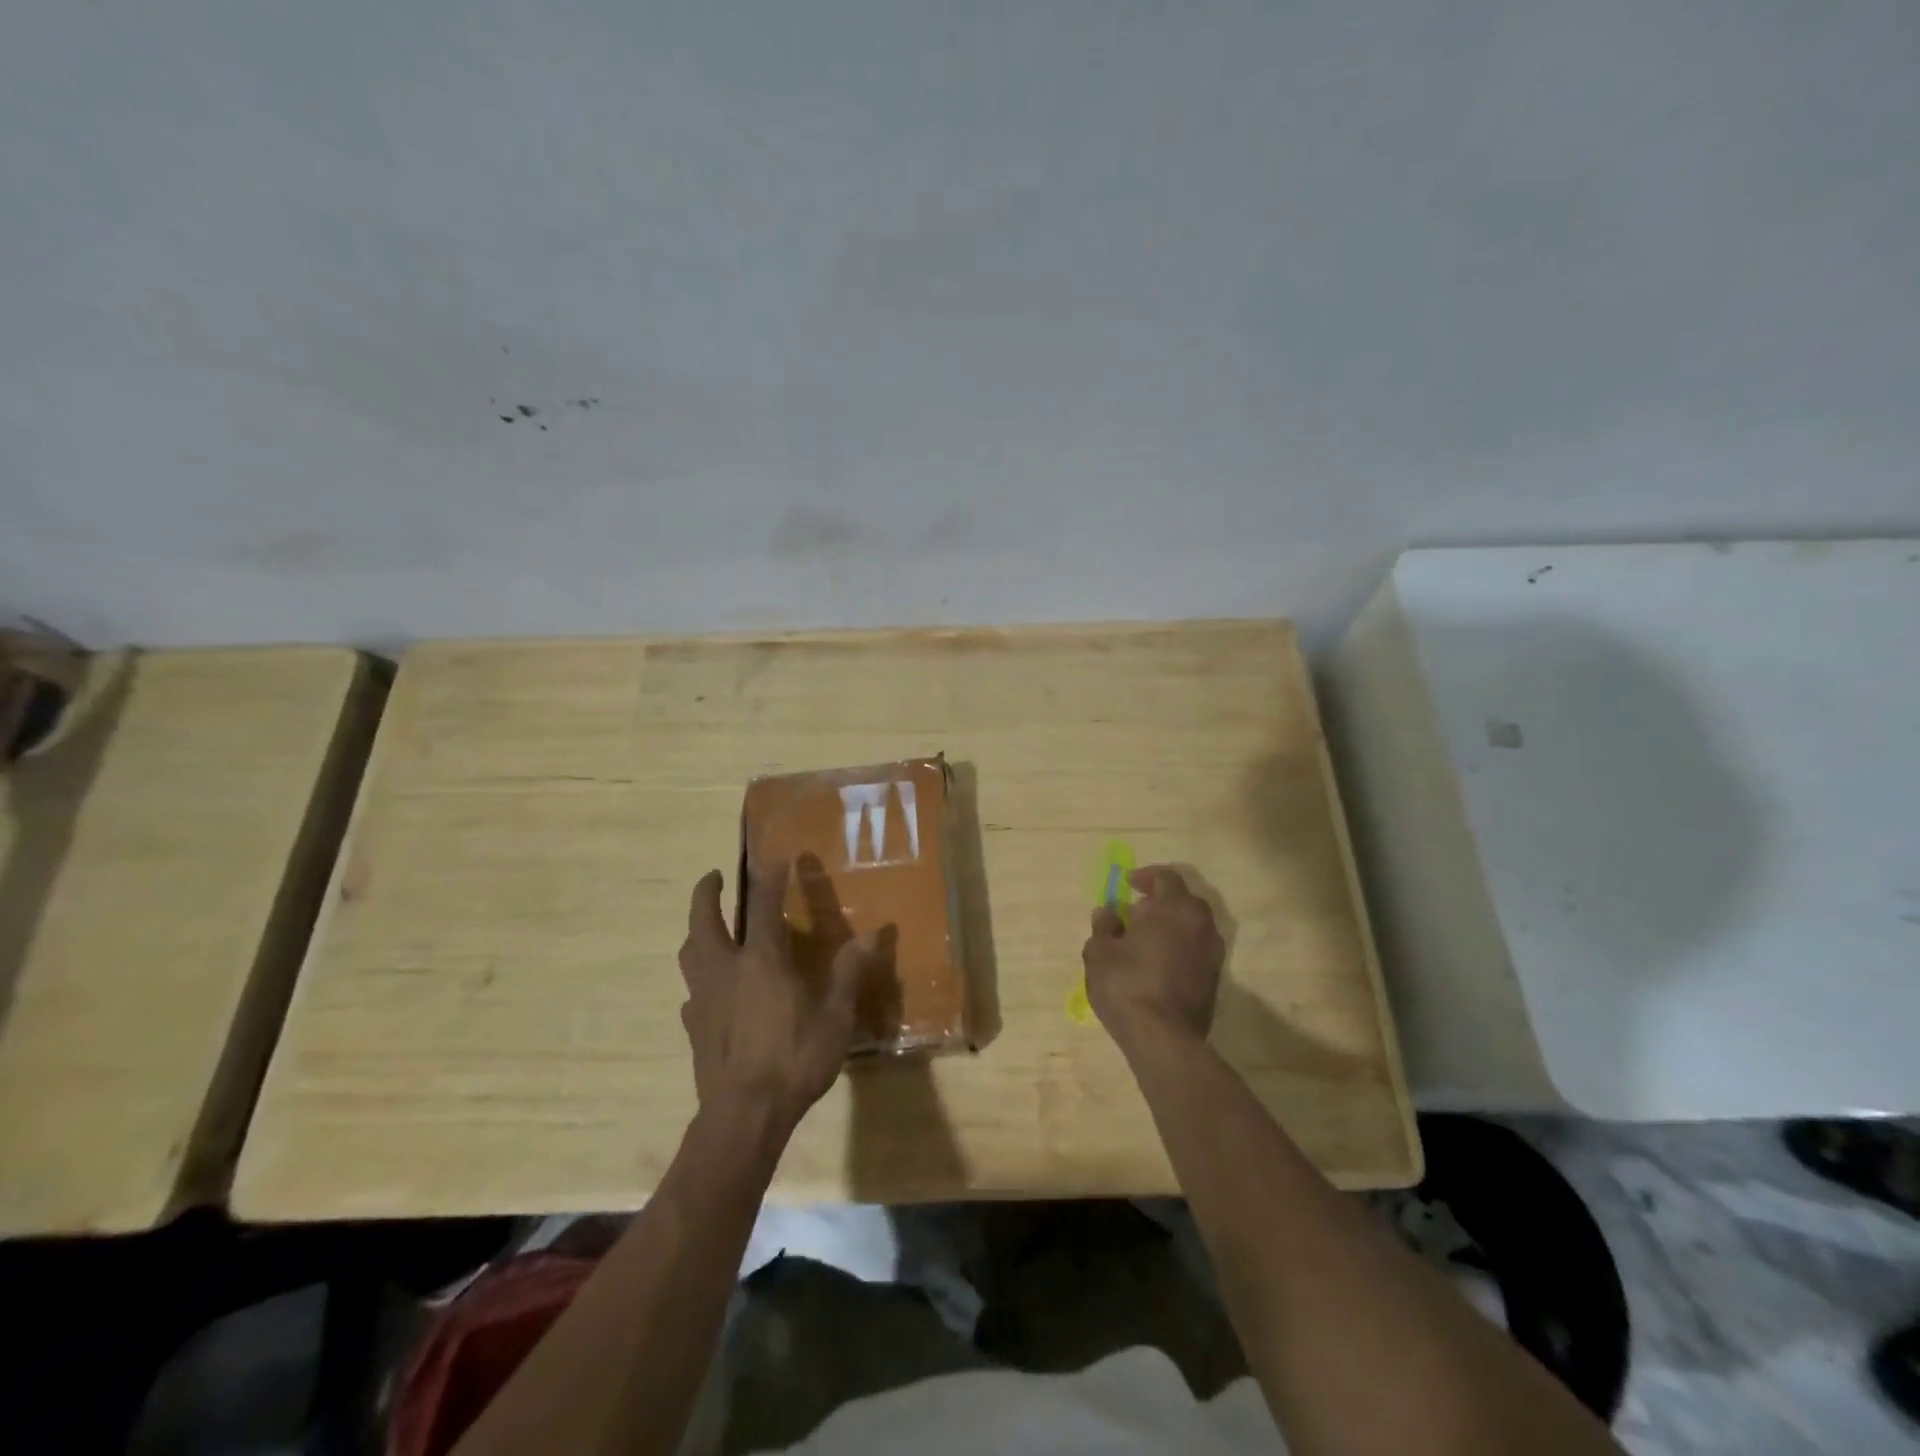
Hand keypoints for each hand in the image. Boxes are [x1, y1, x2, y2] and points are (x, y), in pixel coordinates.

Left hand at [678, 864, 866, 1132]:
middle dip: (707, 893)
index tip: (776, 857)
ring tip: (707, 928)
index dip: (770, 877)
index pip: (763, 905)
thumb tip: (872, 935)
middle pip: (704, 920)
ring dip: (697, 931)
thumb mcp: (835, 1017)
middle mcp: (726, 969)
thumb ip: (849, 973)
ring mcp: (703, 999)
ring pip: (690, 953)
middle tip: (713, 876)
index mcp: (762, 961)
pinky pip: (691, 993)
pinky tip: (711, 993)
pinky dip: (700, 981)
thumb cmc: (795, 1059)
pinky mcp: (693, 1027)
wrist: (744, 1116)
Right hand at [1083, 864, 1225, 1049]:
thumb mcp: (1100, 952)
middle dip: (1162, 900)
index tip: (1128, 884)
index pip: (1167, 877)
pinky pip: (1197, 949)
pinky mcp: (1215, 979)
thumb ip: (1104, 927)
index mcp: (1174, 908)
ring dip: (1173, 925)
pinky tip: (1159, 963)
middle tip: (1137, 911)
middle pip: (1185, 900)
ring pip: (1194, 926)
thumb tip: (1108, 913)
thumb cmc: (1127, 985)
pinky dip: (1181, 947)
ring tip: (1146, 939)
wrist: (1164, 1038)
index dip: (1147, 876)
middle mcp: (1200, 924)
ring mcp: (1212, 953)